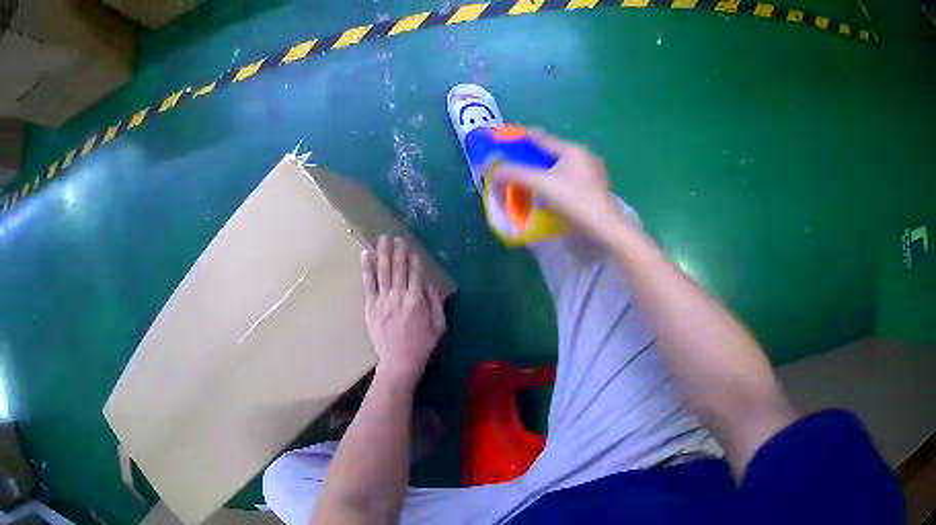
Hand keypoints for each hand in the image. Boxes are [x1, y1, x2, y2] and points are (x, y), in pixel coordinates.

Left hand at [362, 235, 445, 391]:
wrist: (399, 361)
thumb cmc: (422, 345)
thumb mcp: (439, 326)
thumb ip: (436, 303)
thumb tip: (431, 284)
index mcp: (417, 300)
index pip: (415, 273)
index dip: (414, 259)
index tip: (412, 248)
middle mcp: (399, 295)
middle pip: (398, 267)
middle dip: (399, 250)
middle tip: (398, 237)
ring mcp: (382, 300)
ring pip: (382, 271)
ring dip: (382, 252)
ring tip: (383, 238)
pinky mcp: (370, 306)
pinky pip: (368, 283)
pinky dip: (366, 268)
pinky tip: (365, 255)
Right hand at [492, 128, 625, 241]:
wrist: (606, 229)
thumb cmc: (576, 202)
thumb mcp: (542, 185)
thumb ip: (516, 174)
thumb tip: (494, 172)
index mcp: (572, 150)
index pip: (540, 136)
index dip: (520, 135)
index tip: (503, 135)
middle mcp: (582, 156)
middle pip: (548, 151)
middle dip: (528, 156)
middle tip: (510, 162)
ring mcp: (590, 172)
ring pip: (558, 166)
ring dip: (539, 170)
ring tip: (523, 179)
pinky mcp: (592, 187)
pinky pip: (566, 178)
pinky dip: (551, 181)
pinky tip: (543, 192)